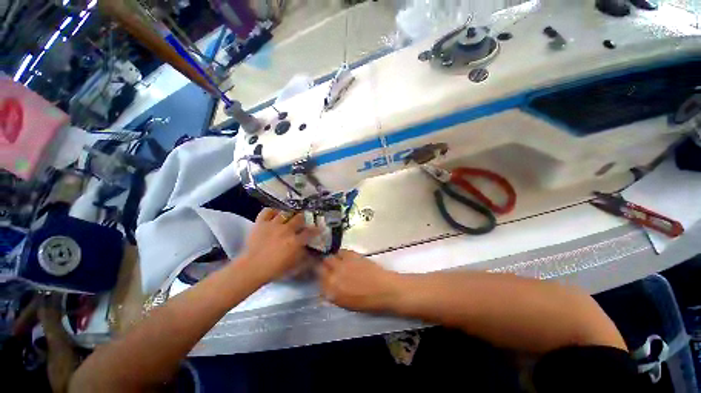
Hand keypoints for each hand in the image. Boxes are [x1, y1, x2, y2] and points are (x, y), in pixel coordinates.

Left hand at [239, 208, 318, 281]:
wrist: (252, 267)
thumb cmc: (274, 269)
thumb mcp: (294, 265)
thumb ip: (304, 256)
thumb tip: (311, 250)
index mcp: (295, 240)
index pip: (310, 232)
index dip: (316, 229)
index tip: (319, 228)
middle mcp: (286, 229)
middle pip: (299, 218)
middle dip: (303, 218)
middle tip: (303, 220)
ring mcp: (273, 224)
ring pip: (285, 213)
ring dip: (289, 214)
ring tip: (290, 215)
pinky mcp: (261, 222)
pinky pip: (267, 211)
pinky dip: (272, 211)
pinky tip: (275, 213)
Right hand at [319, 249, 403, 312]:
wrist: (384, 289)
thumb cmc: (368, 301)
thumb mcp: (347, 304)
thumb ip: (334, 294)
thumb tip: (328, 287)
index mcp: (332, 292)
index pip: (319, 282)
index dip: (322, 279)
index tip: (325, 277)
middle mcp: (333, 276)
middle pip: (321, 267)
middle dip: (324, 268)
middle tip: (331, 268)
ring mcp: (341, 264)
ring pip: (329, 257)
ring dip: (332, 260)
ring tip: (338, 262)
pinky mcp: (351, 255)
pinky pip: (341, 251)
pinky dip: (341, 254)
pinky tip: (347, 258)